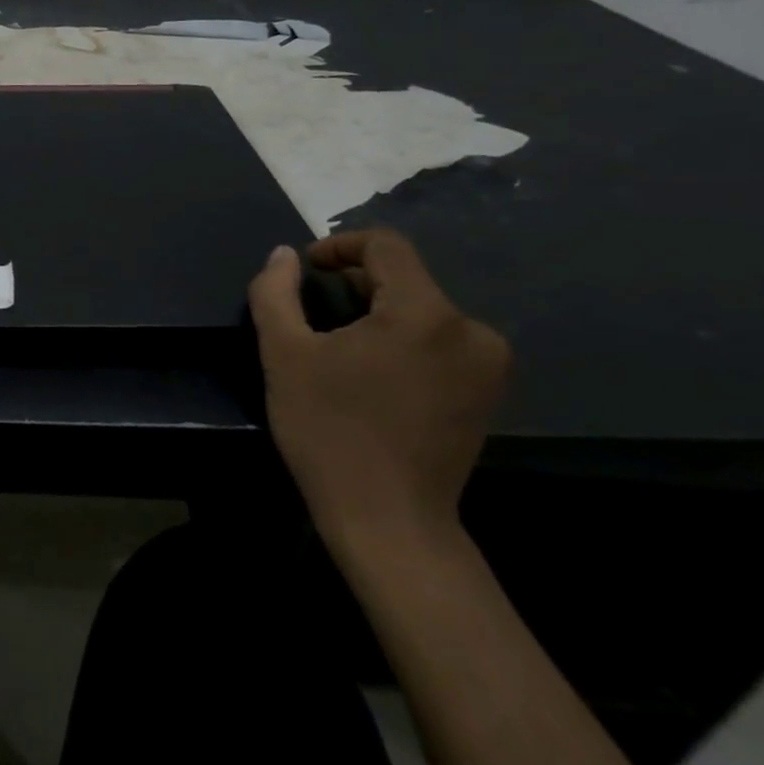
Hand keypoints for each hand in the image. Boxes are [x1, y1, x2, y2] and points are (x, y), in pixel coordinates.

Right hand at [247, 229, 509, 552]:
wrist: (388, 519)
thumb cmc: (329, 430)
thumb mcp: (283, 354)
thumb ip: (275, 292)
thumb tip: (284, 255)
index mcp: (424, 313)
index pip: (386, 246)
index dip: (339, 245)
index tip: (305, 268)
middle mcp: (471, 329)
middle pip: (406, 278)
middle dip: (355, 283)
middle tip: (312, 310)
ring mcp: (488, 364)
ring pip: (423, 310)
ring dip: (378, 312)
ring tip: (337, 342)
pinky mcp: (488, 393)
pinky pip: (441, 341)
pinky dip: (403, 339)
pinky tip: (371, 370)